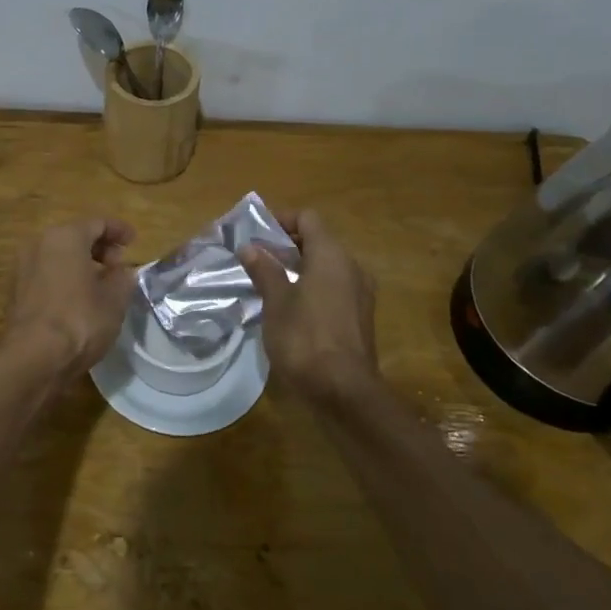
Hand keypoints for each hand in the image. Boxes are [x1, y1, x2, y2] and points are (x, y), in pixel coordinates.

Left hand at [3, 216, 137, 376]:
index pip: (97, 223)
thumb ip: (123, 278)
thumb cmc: (79, 320)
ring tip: (102, 282)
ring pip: (58, 255)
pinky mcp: (16, 291)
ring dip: (81, 263)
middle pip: (74, 236)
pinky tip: (79, 297)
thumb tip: (122, 271)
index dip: (119, 230)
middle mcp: (39, 243)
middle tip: (119, 264)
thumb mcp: (115, 299)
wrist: (33, 358)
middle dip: (99, 247)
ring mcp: (23, 267)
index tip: (134, 240)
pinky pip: (47, 273)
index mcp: (65, 236)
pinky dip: (65, 277)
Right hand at [241, 209, 378, 396]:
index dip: (281, 220)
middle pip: (318, 240)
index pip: (308, 219)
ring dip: (299, 266)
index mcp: (332, 256)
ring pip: (327, 265)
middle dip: (287, 244)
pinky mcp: (359, 315)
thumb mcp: (276, 302)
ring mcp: (360, 292)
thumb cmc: (305, 338)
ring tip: (268, 279)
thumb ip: (264, 270)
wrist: (344, 390)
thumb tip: (250, 248)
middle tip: (256, 257)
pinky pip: (334, 286)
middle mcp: (351, 267)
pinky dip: (312, 285)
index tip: (256, 233)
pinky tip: (290, 304)